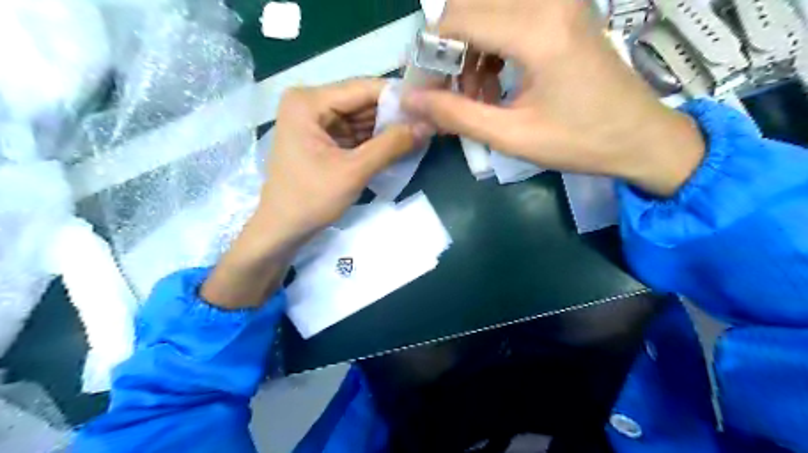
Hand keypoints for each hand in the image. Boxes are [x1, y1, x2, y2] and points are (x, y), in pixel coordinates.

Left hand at [261, 80, 425, 244]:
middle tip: (427, 123)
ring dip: (386, 128)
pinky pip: (353, 131)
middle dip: (393, 114)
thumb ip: (391, 145)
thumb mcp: (354, 171)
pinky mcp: (321, 137)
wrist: (282, 229)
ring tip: (419, 134)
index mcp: (309, 101)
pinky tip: (398, 145)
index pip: (363, 88)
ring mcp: (314, 120)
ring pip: (360, 117)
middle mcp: (309, 102)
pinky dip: (374, 140)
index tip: (429, 106)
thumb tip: (428, 125)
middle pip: (361, 101)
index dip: (399, 96)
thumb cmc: (311, 199)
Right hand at [400, 1, 705, 196]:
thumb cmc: (579, 142)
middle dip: (447, 50)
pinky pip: (507, 14)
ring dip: (468, 49)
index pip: (457, 19)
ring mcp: (558, 1)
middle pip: (468, 4)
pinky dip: (489, 46)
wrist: (639, 136)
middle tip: (446, 92)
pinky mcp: (563, 10)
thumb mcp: (511, 136)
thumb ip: (456, 116)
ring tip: (474, 95)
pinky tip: (493, 82)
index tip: (423, 91)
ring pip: (485, 8)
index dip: (430, 54)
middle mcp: (548, 0)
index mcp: (537, 30)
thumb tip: (411, 102)